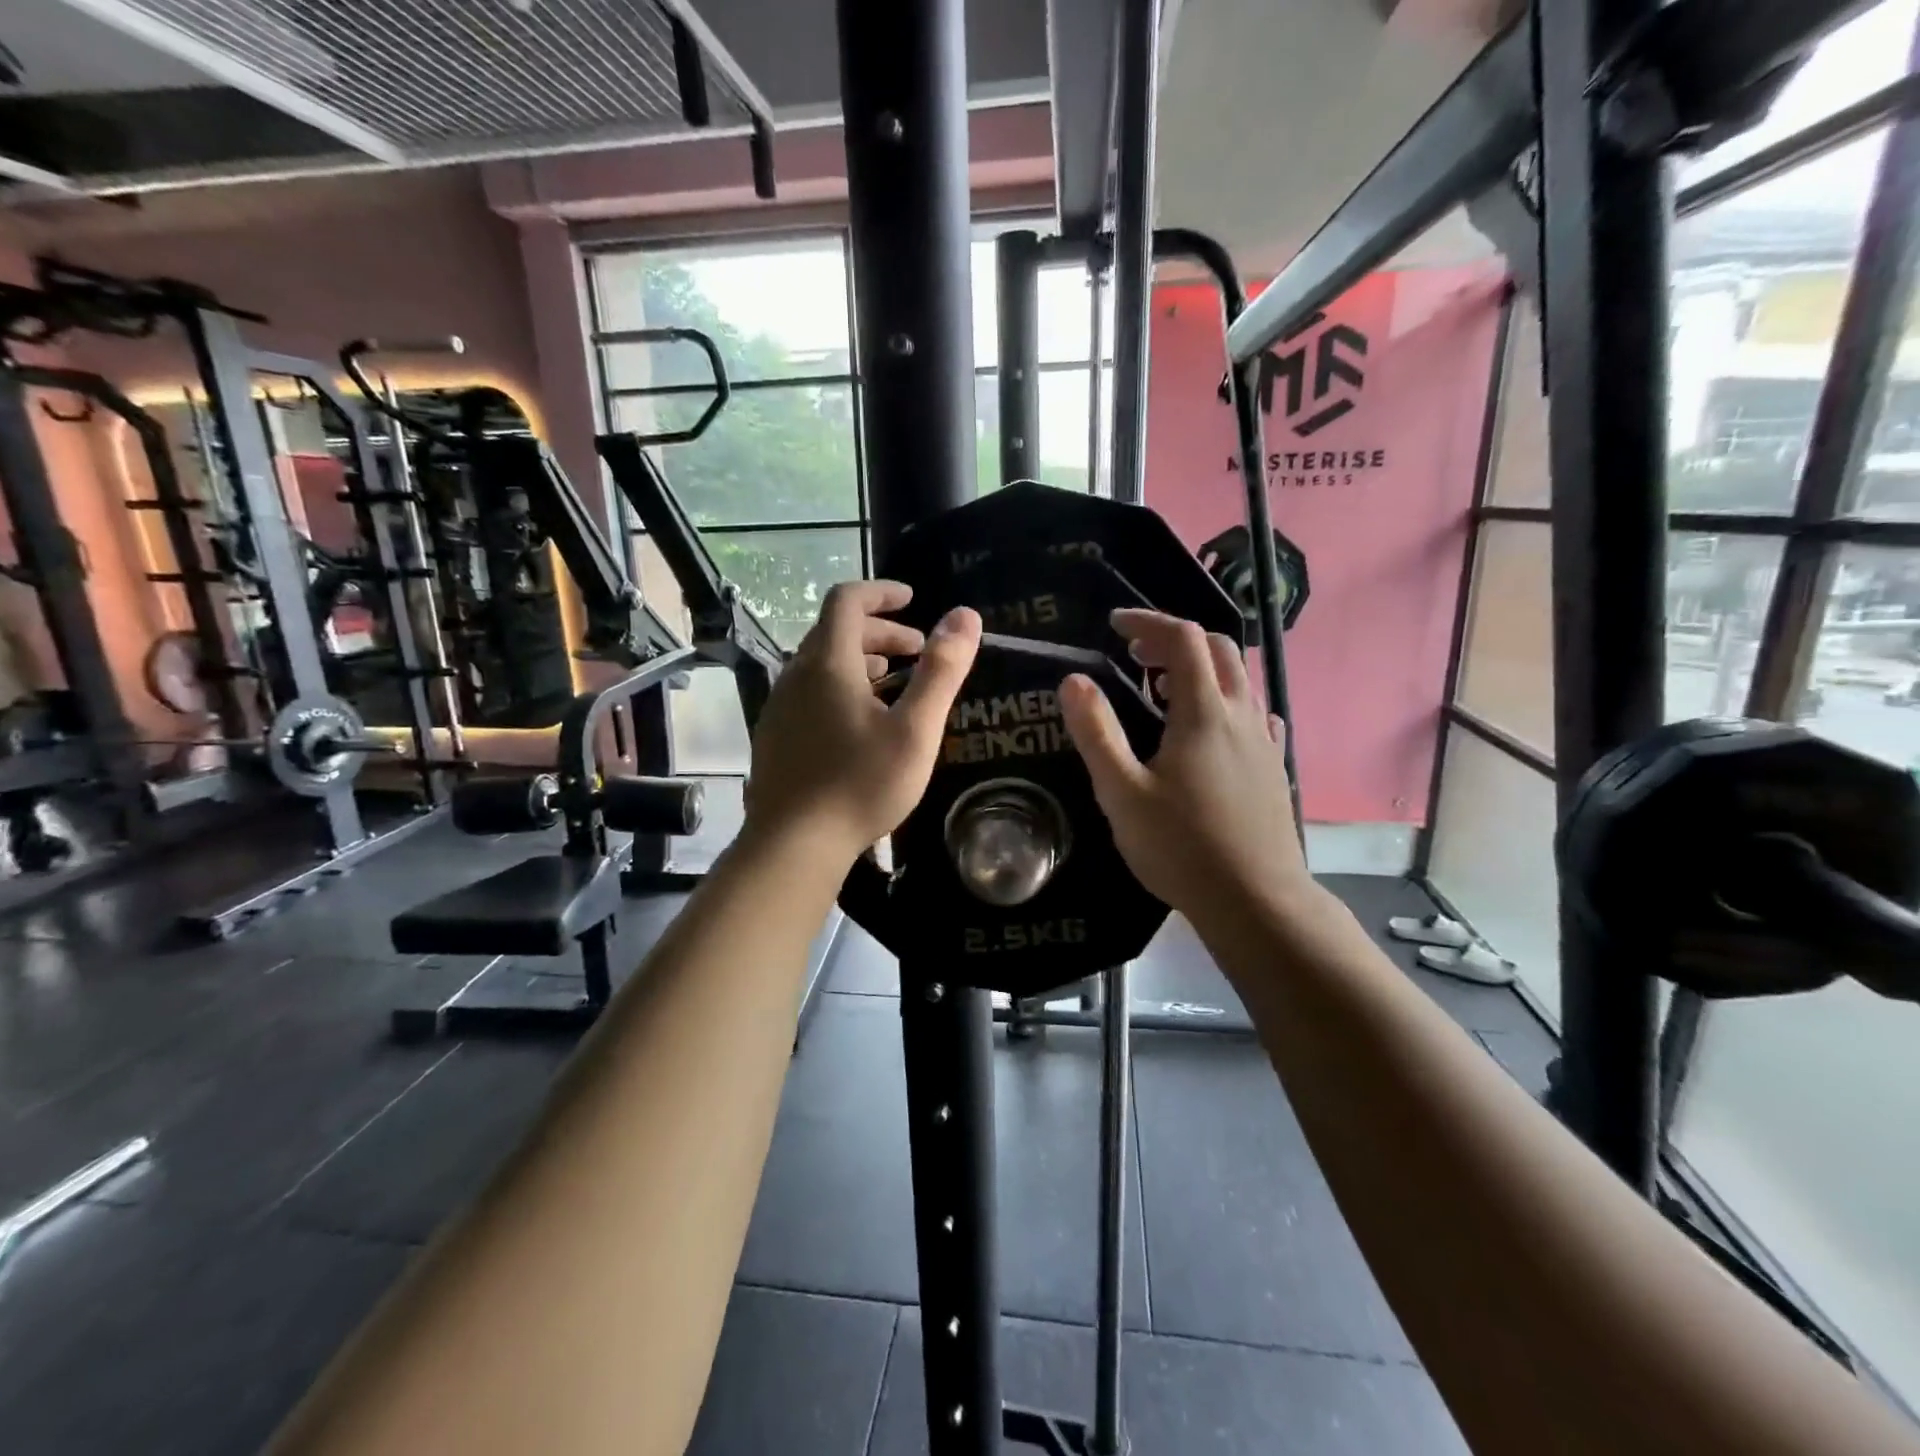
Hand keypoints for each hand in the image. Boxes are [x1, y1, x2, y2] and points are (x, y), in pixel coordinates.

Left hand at [744, 580, 981, 864]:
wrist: (793, 844)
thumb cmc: (861, 784)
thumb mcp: (915, 729)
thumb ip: (941, 671)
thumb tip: (965, 615)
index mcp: (828, 664)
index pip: (847, 601)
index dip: (881, 592)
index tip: (912, 599)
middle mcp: (796, 675)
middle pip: (835, 631)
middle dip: (879, 631)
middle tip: (917, 650)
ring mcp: (780, 706)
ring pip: (821, 664)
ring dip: (860, 660)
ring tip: (894, 681)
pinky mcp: (774, 734)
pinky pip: (809, 692)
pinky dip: (840, 686)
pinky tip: (861, 722)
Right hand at [1059, 609, 1314, 930]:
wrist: (1256, 901)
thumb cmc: (1181, 847)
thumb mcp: (1122, 792)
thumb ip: (1096, 732)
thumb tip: (1073, 679)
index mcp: (1204, 712)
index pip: (1182, 639)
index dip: (1147, 622)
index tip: (1114, 625)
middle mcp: (1241, 714)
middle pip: (1218, 649)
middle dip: (1175, 639)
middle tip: (1135, 655)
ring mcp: (1264, 741)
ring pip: (1240, 680)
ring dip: (1201, 668)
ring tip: (1162, 690)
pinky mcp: (1274, 768)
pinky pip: (1255, 713)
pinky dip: (1228, 700)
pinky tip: (1212, 727)